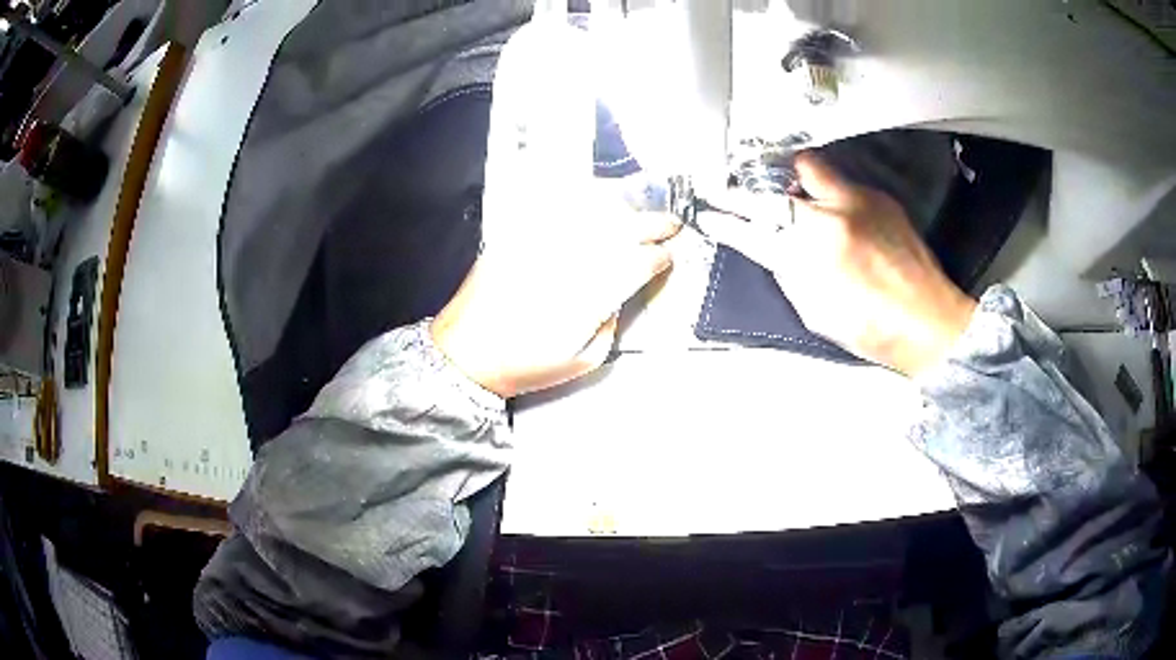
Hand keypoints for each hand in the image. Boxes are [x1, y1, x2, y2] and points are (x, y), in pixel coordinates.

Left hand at [430, 21, 678, 397]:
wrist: (465, 353)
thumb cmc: (526, 364)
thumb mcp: (585, 359)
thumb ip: (612, 320)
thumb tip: (624, 290)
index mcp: (586, 297)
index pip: (636, 264)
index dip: (659, 257)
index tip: (668, 256)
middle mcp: (565, 261)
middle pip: (619, 229)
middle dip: (652, 223)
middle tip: (669, 223)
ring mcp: (538, 243)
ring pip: (588, 210)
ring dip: (621, 204)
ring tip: (637, 204)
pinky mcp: (515, 234)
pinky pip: (550, 205)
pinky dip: (577, 196)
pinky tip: (593, 195)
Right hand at [701, 152, 975, 376]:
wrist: (930, 322)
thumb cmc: (874, 330)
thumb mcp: (816, 312)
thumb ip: (788, 273)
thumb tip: (770, 248)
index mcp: (814, 252)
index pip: (754, 227)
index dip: (726, 221)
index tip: (711, 215)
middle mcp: (834, 214)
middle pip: (778, 182)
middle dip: (754, 188)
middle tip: (746, 196)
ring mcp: (859, 200)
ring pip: (810, 169)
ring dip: (791, 182)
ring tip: (789, 200)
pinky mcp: (880, 198)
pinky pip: (841, 181)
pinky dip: (826, 193)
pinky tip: (832, 214)